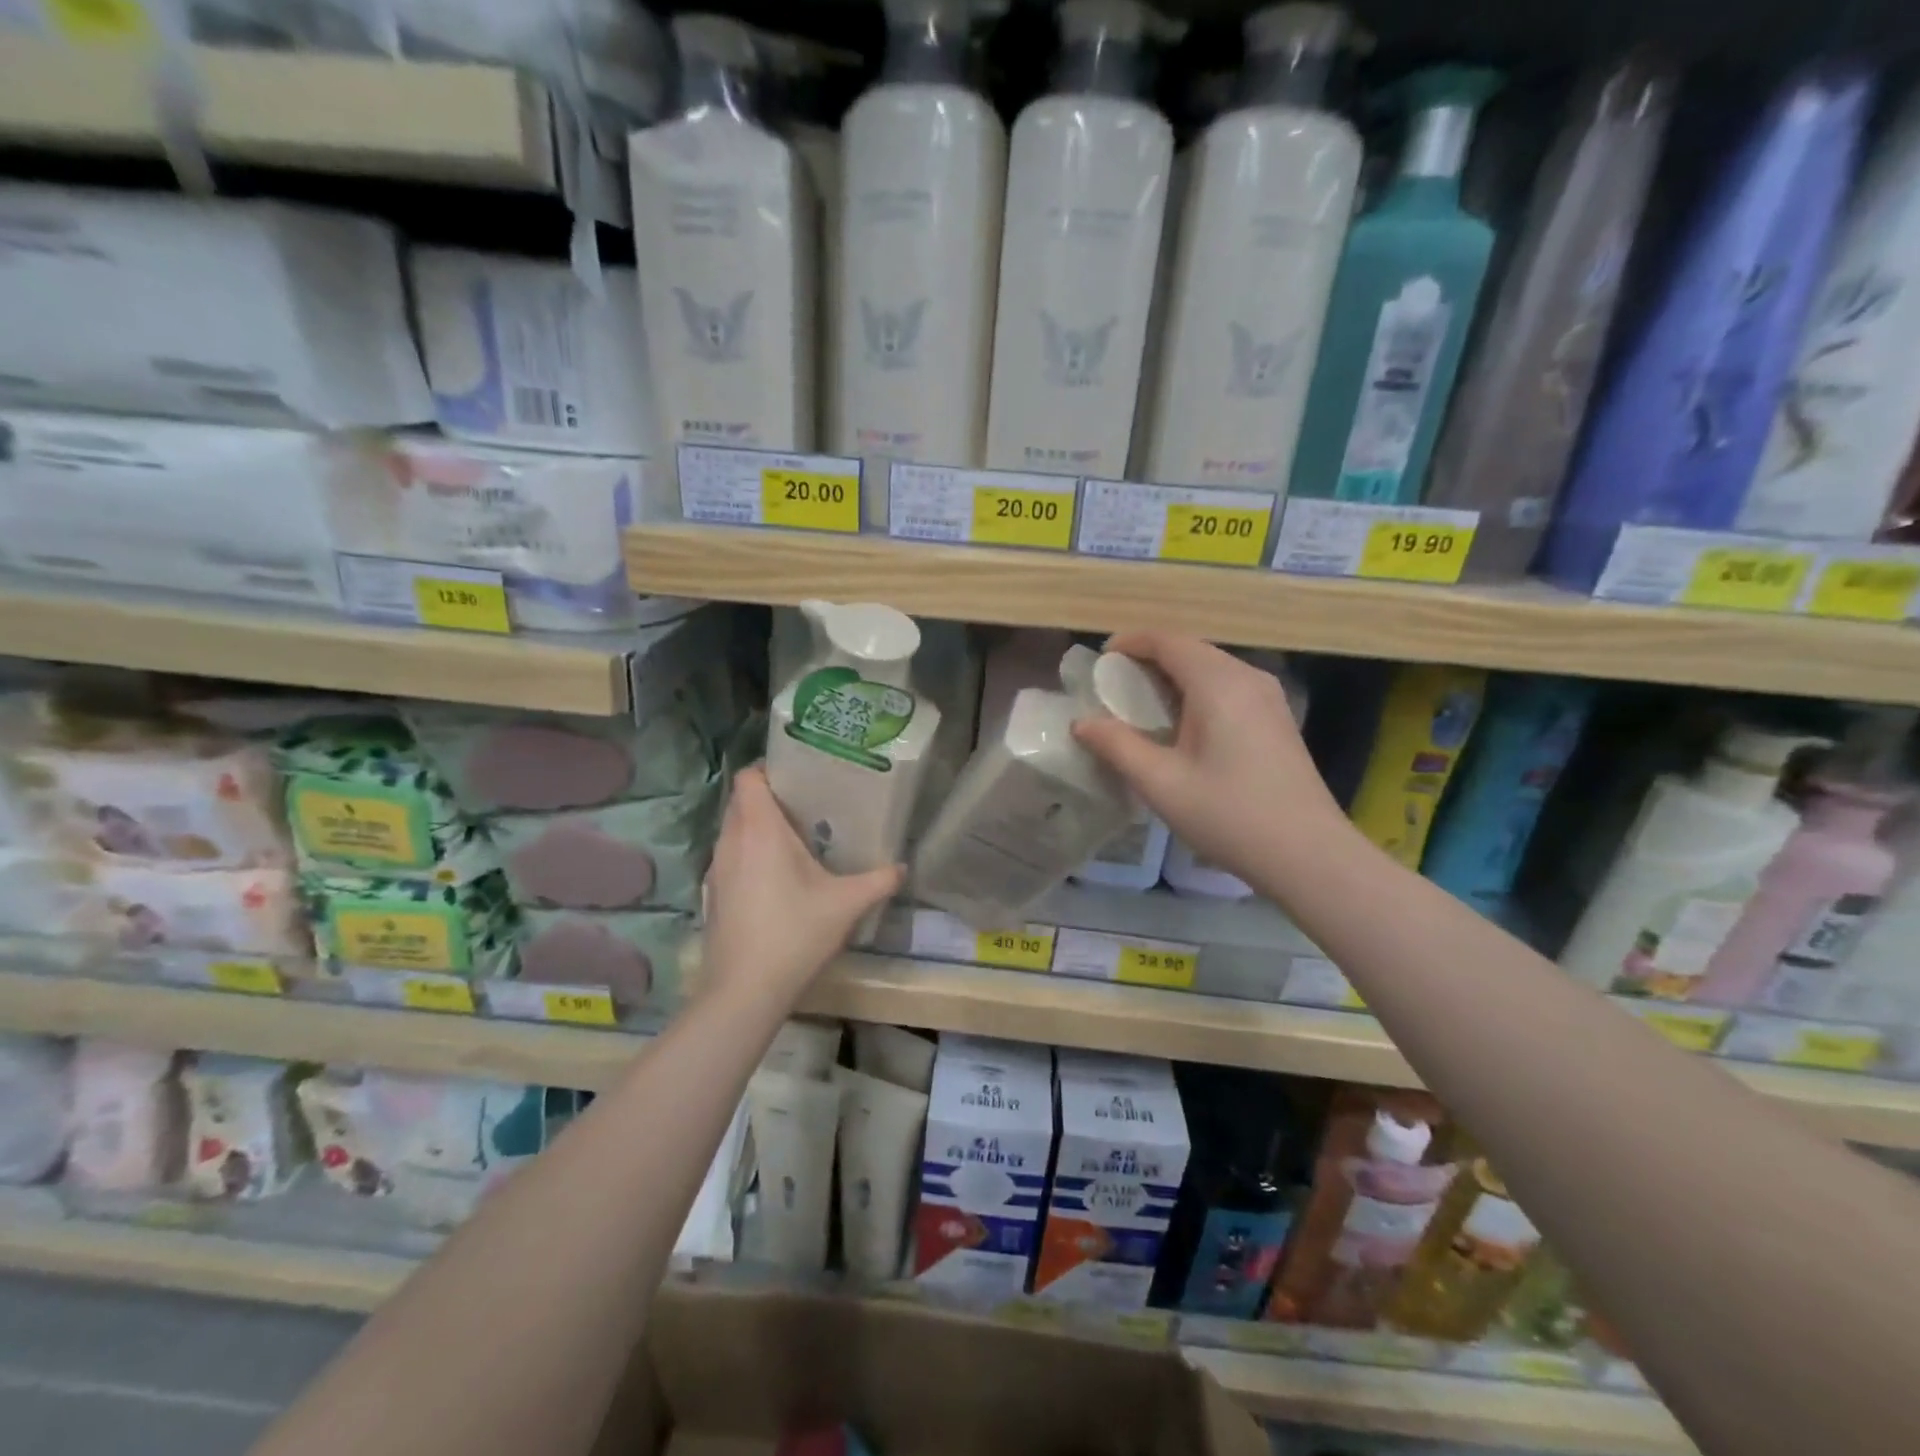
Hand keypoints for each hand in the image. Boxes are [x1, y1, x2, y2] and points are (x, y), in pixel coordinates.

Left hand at [700, 765, 903, 1008]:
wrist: (744, 991)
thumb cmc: (795, 934)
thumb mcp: (847, 905)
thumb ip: (879, 880)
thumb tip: (903, 867)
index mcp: (759, 830)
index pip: (749, 777)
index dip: (769, 769)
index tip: (799, 778)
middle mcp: (731, 841)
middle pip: (741, 801)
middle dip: (769, 797)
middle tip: (807, 806)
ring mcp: (717, 868)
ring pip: (733, 830)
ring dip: (758, 827)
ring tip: (795, 840)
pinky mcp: (712, 893)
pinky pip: (730, 856)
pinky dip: (749, 854)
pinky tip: (776, 878)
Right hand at [1071, 632, 1349, 891]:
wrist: (1308, 853)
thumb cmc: (1229, 815)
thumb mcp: (1161, 783)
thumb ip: (1117, 746)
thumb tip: (1082, 723)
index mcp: (1217, 683)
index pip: (1168, 641)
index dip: (1131, 643)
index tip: (1100, 661)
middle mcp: (1247, 677)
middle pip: (1191, 650)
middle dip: (1149, 660)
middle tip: (1114, 687)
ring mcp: (1268, 697)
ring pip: (1211, 668)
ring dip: (1174, 676)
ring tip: (1142, 706)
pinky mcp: (1277, 718)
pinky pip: (1228, 687)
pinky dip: (1197, 692)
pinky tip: (1183, 726)